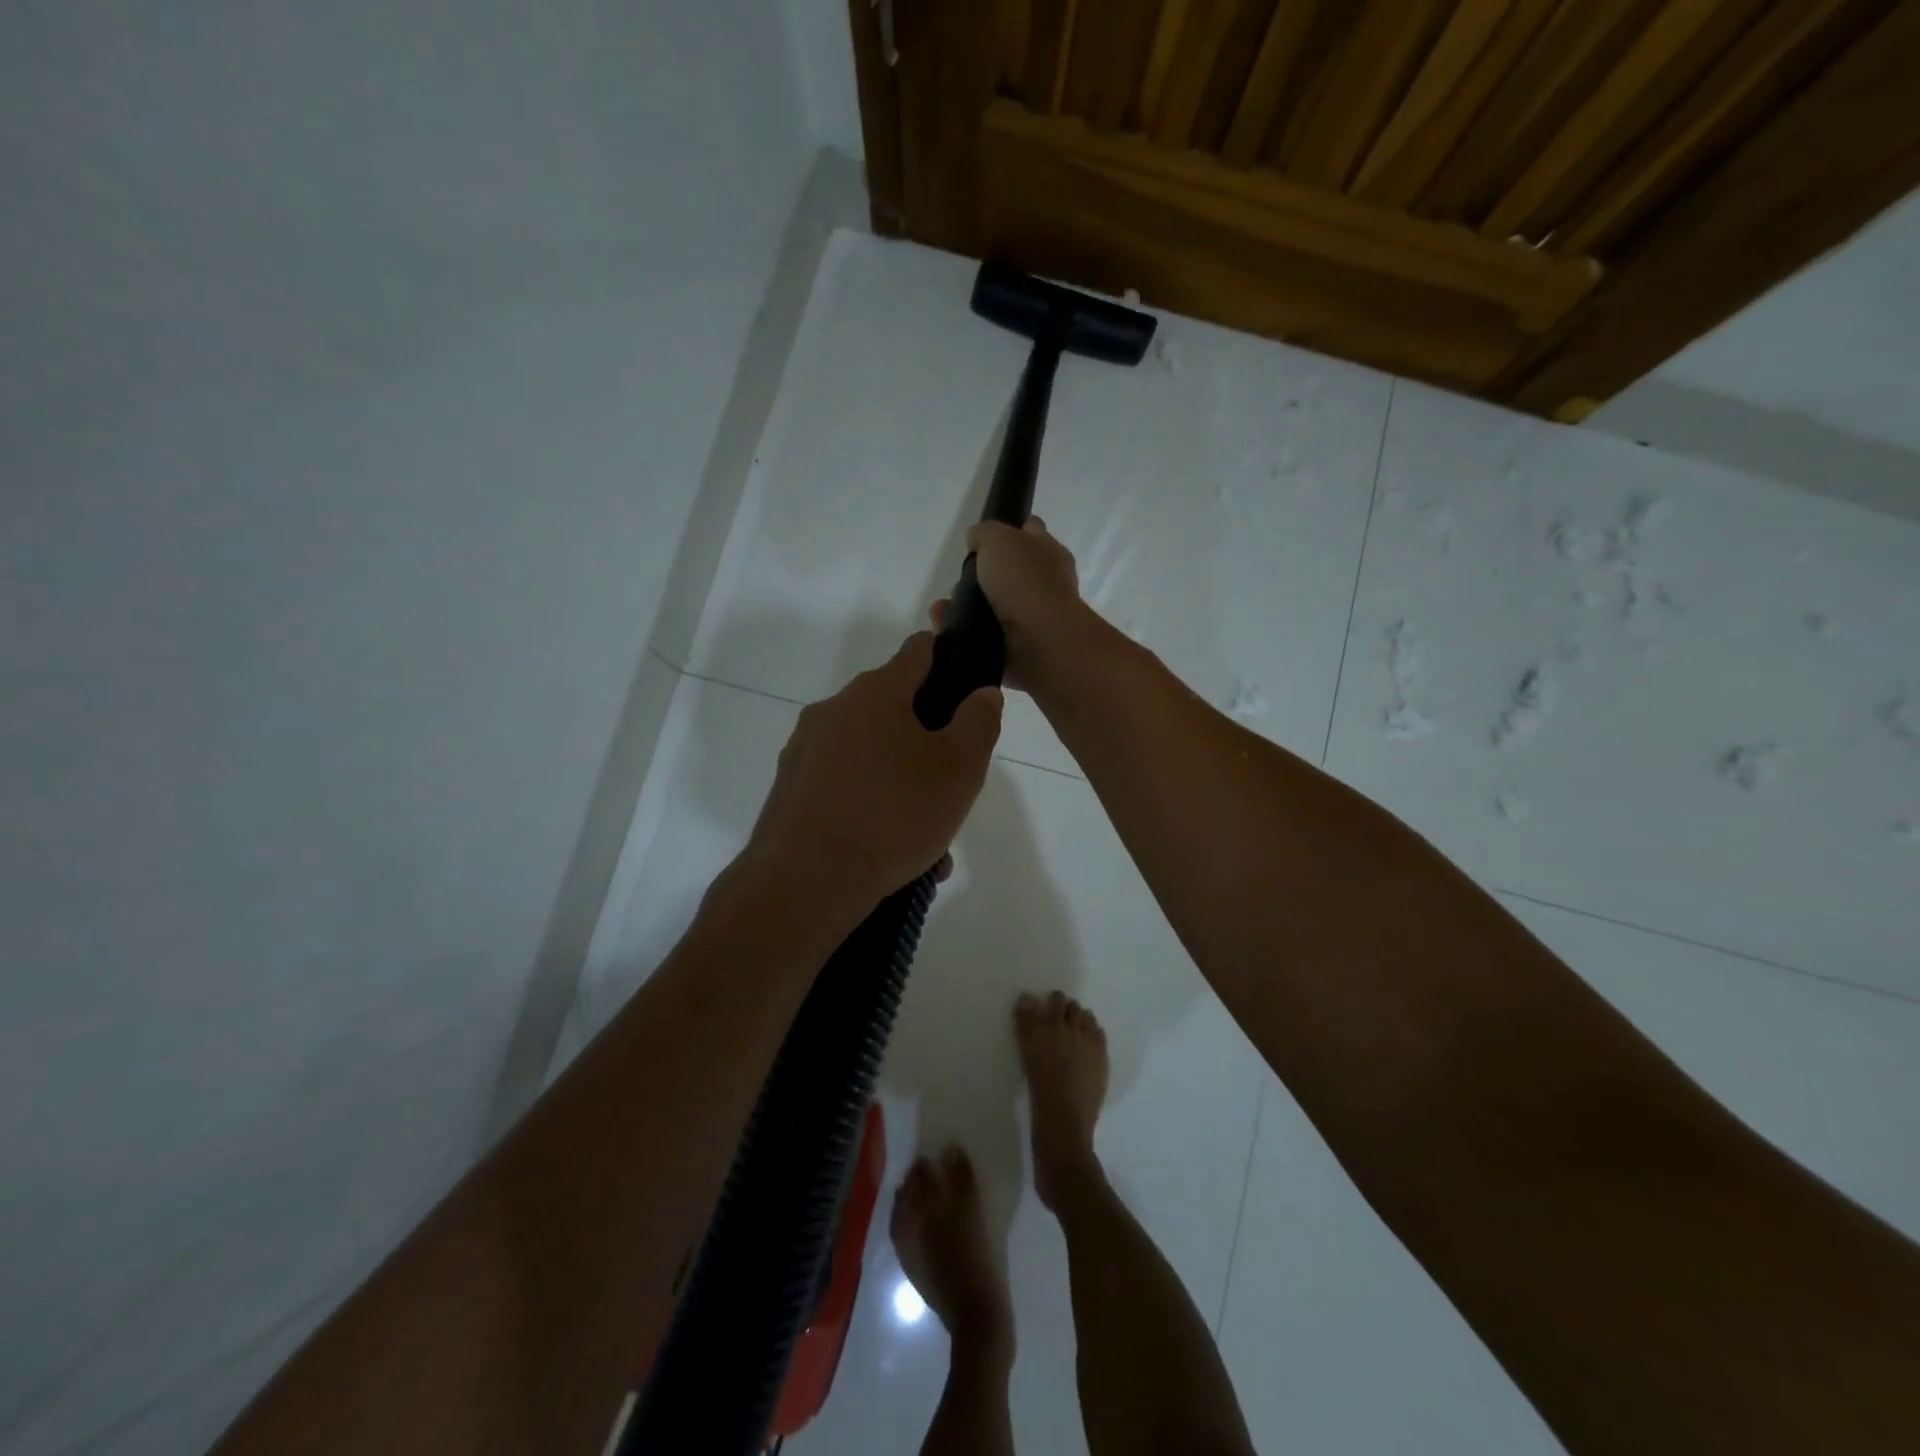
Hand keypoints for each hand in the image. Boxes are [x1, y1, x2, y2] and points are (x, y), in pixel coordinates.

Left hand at [748, 634, 1001, 911]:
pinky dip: (871, 809)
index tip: (967, 684)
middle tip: (951, 786)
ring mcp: (805, 750)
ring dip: (903, 786)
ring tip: (928, 842)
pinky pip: (845, 788)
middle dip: (928, 741)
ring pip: (871, 758)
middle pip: (894, 710)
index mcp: (876, 693)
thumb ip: (978, 722)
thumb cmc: (893, 814)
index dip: (948, 657)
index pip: (918, 651)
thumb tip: (982, 693)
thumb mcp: (959, 769)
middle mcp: (834, 710)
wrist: (804, 881)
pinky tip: (892, 857)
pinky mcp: (790, 790)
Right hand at [930, 518, 1085, 689]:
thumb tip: (976, 540)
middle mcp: (1045, 585)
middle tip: (960, 580)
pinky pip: (985, 637)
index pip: (1030, 532)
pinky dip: (965, 633)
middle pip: (1010, 573)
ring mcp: (1033, 619)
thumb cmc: (1023, 582)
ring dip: (967, 607)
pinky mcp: (1019, 648)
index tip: (981, 541)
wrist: (1039, 642)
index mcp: (1049, 553)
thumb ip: (985, 534)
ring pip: (994, 608)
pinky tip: (946, 628)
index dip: (1008, 531)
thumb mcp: (998, 539)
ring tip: (943, 608)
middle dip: (982, 577)